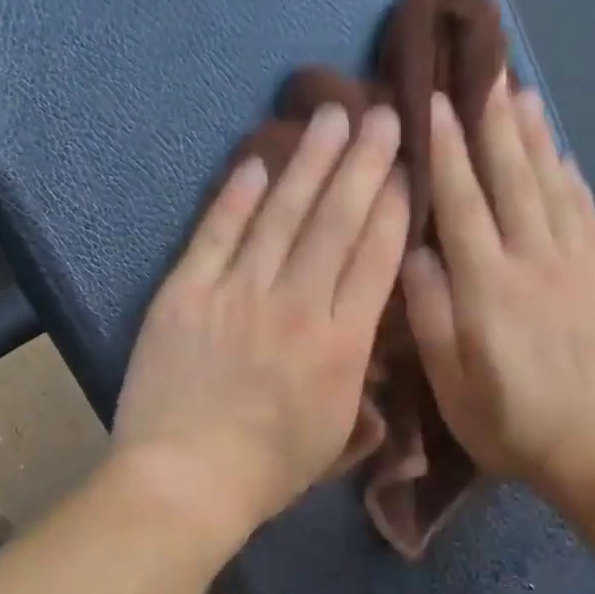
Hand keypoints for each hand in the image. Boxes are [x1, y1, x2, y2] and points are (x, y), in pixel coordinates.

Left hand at [113, 104, 410, 550]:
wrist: (186, 479)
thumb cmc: (268, 470)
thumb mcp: (337, 432)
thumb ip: (356, 375)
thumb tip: (362, 332)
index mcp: (341, 343)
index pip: (376, 257)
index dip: (395, 205)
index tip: (408, 165)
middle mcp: (297, 304)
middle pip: (337, 220)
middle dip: (364, 162)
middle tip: (381, 113)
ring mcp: (237, 293)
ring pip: (282, 213)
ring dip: (309, 161)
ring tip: (331, 115)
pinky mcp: (186, 293)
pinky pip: (216, 233)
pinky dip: (237, 196)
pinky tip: (257, 162)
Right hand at [401, 80, 594, 510]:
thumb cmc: (509, 421)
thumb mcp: (450, 382)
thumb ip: (429, 314)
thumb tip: (415, 253)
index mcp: (486, 286)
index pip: (462, 202)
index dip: (447, 150)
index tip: (436, 102)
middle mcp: (532, 260)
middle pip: (510, 178)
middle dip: (493, 123)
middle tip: (484, 72)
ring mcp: (574, 263)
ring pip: (550, 185)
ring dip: (533, 137)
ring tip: (521, 94)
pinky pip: (585, 212)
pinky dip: (571, 176)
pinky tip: (561, 154)